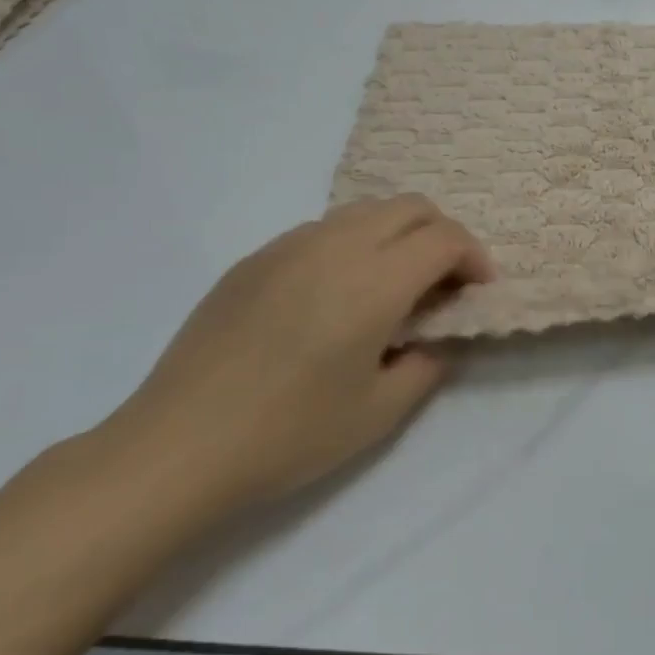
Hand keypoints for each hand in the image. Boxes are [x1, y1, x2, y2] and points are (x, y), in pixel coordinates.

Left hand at [97, 196, 493, 515]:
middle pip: (410, 206)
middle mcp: (335, 247)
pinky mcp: (253, 260)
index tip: (478, 290)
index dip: (475, 257)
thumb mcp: (380, 412)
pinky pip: (322, 230)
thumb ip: (426, 365)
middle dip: (443, 234)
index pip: (445, 238)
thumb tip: (434, 340)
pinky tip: (337, 296)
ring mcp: (288, 247)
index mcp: (374, 282)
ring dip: (397, 235)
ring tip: (394, 287)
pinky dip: (353, 245)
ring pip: (365, 211)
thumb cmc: (289, 434)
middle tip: (445, 283)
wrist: (177, 447)